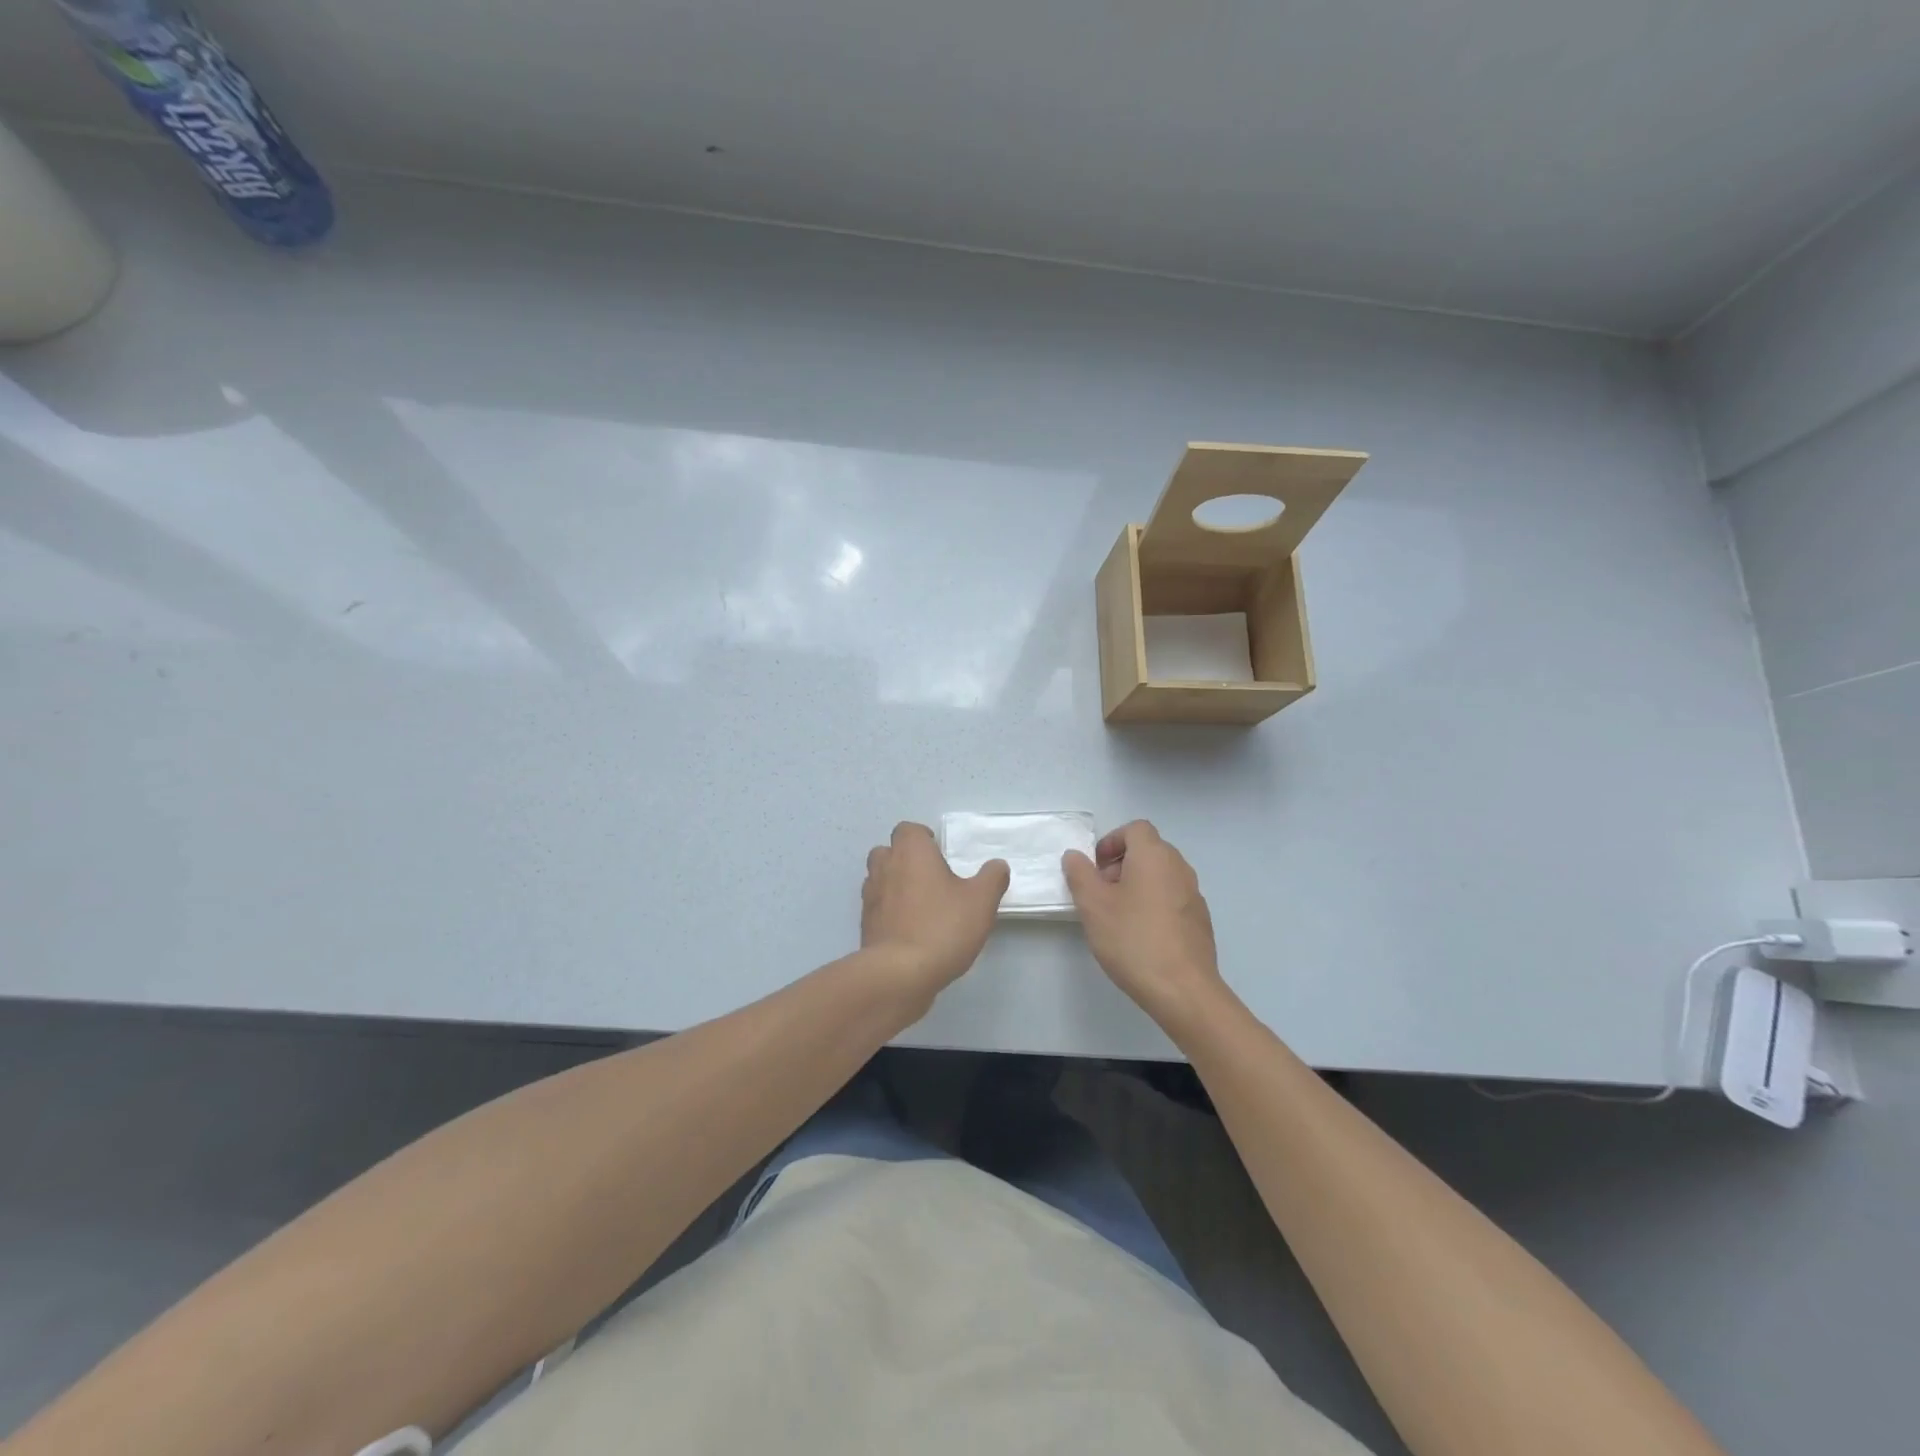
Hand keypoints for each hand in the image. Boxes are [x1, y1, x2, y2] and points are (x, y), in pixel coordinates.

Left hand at [861, 822, 1008, 1004]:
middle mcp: (885, 868)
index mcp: (911, 852)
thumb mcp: (981, 901)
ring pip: (879, 878)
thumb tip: (997, 865)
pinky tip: (910, 929)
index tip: (939, 853)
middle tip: (931, 877)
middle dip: (905, 859)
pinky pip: (877, 907)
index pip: (908, 830)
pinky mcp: (865, 925)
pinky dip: (889, 911)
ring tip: (921, 904)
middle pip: (888, 851)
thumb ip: (992, 878)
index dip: (923, 838)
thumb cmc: (942, 927)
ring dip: (895, 884)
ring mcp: (871, 897)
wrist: (899, 974)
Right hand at [1062, 820, 1224, 1031]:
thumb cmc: (1133, 939)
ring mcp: (1194, 895)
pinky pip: (1172, 898)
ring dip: (1137, 885)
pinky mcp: (1200, 920)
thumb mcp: (1093, 906)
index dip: (1111, 842)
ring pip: (1161, 875)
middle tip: (1100, 892)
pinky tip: (1140, 935)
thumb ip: (1080, 874)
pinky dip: (1154, 904)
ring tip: (1117, 916)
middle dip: (1121, 864)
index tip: (1095, 868)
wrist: (1183, 990)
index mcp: (1154, 856)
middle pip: (1149, 850)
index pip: (1135, 829)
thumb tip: (1075, 856)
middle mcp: (1179, 868)